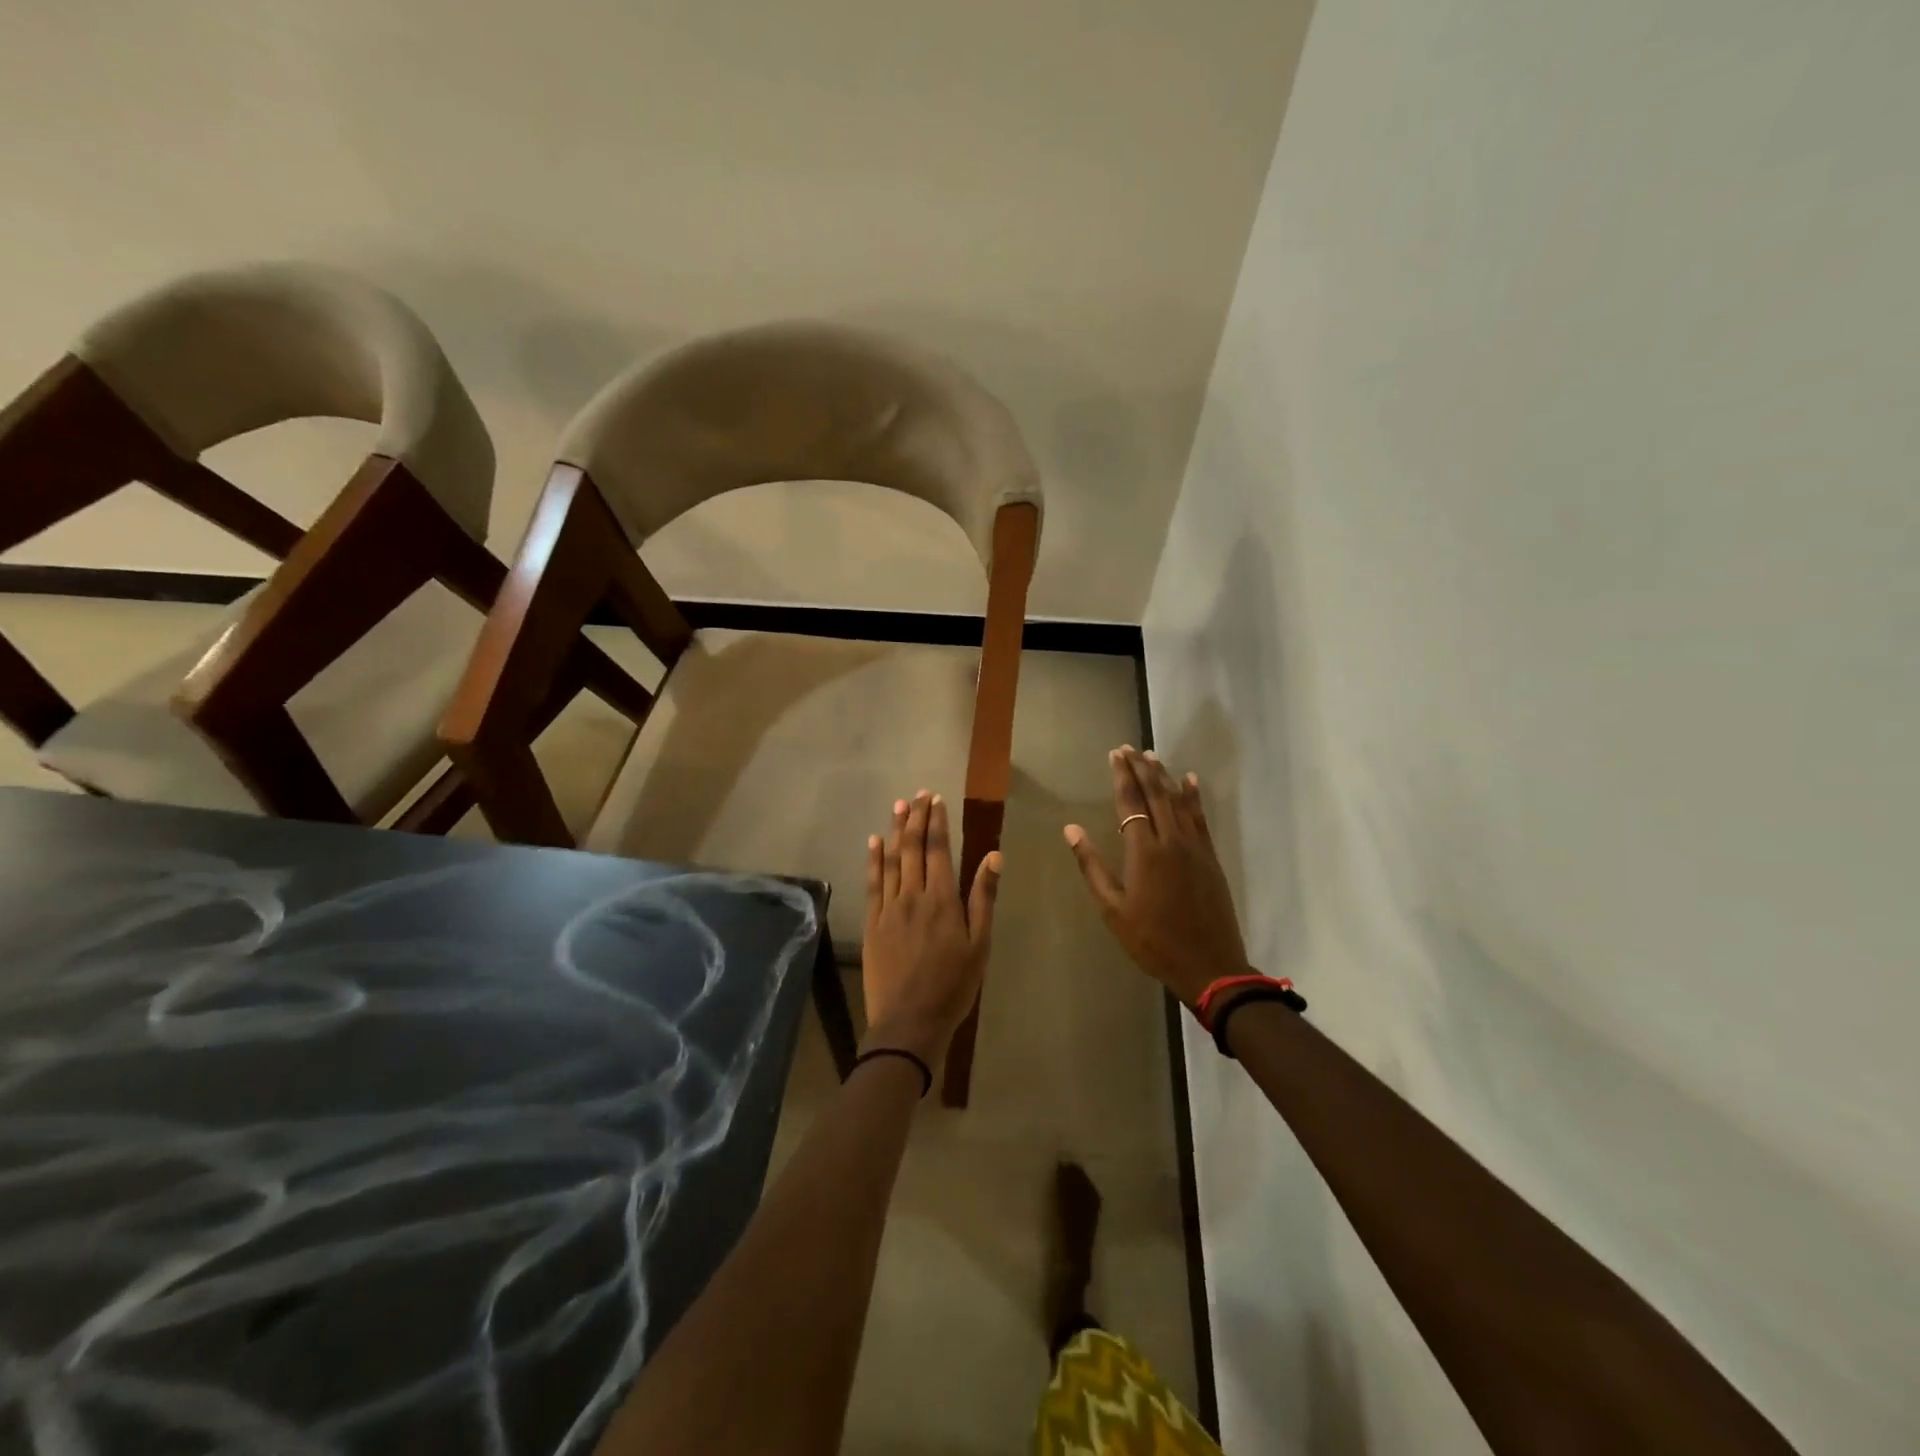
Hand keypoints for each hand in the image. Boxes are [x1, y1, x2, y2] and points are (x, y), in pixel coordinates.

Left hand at [862, 790, 1002, 1063]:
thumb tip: (994, 856)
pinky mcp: (872, 923)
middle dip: (916, 818)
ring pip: (891, 860)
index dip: (937, 822)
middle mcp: (913, 895)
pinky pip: (872, 883)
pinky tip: (874, 843)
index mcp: (943, 900)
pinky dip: (873, 860)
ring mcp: (889, 908)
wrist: (909, 1022)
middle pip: (913, 848)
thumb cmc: (953, 985)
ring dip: (895, 831)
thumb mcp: (979, 944)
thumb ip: (983, 898)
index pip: (939, 850)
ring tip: (898, 806)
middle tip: (918, 794)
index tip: (936, 799)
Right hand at [1063, 746, 1248, 1005]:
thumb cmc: (1152, 940)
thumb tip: (1071, 830)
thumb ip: (1092, 866)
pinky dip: (1193, 796)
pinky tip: (1190, 781)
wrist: (1209, 964)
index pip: (1130, 802)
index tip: (1115, 754)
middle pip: (1155, 794)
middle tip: (1130, 748)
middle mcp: (1170, 840)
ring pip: (1178, 801)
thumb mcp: (1113, 909)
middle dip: (1142, 768)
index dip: (1122, 776)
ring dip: (1164, 776)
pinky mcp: (1210, 857)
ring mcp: (1194, 847)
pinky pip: (1200, 817)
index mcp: (1143, 851)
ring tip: (1153, 756)